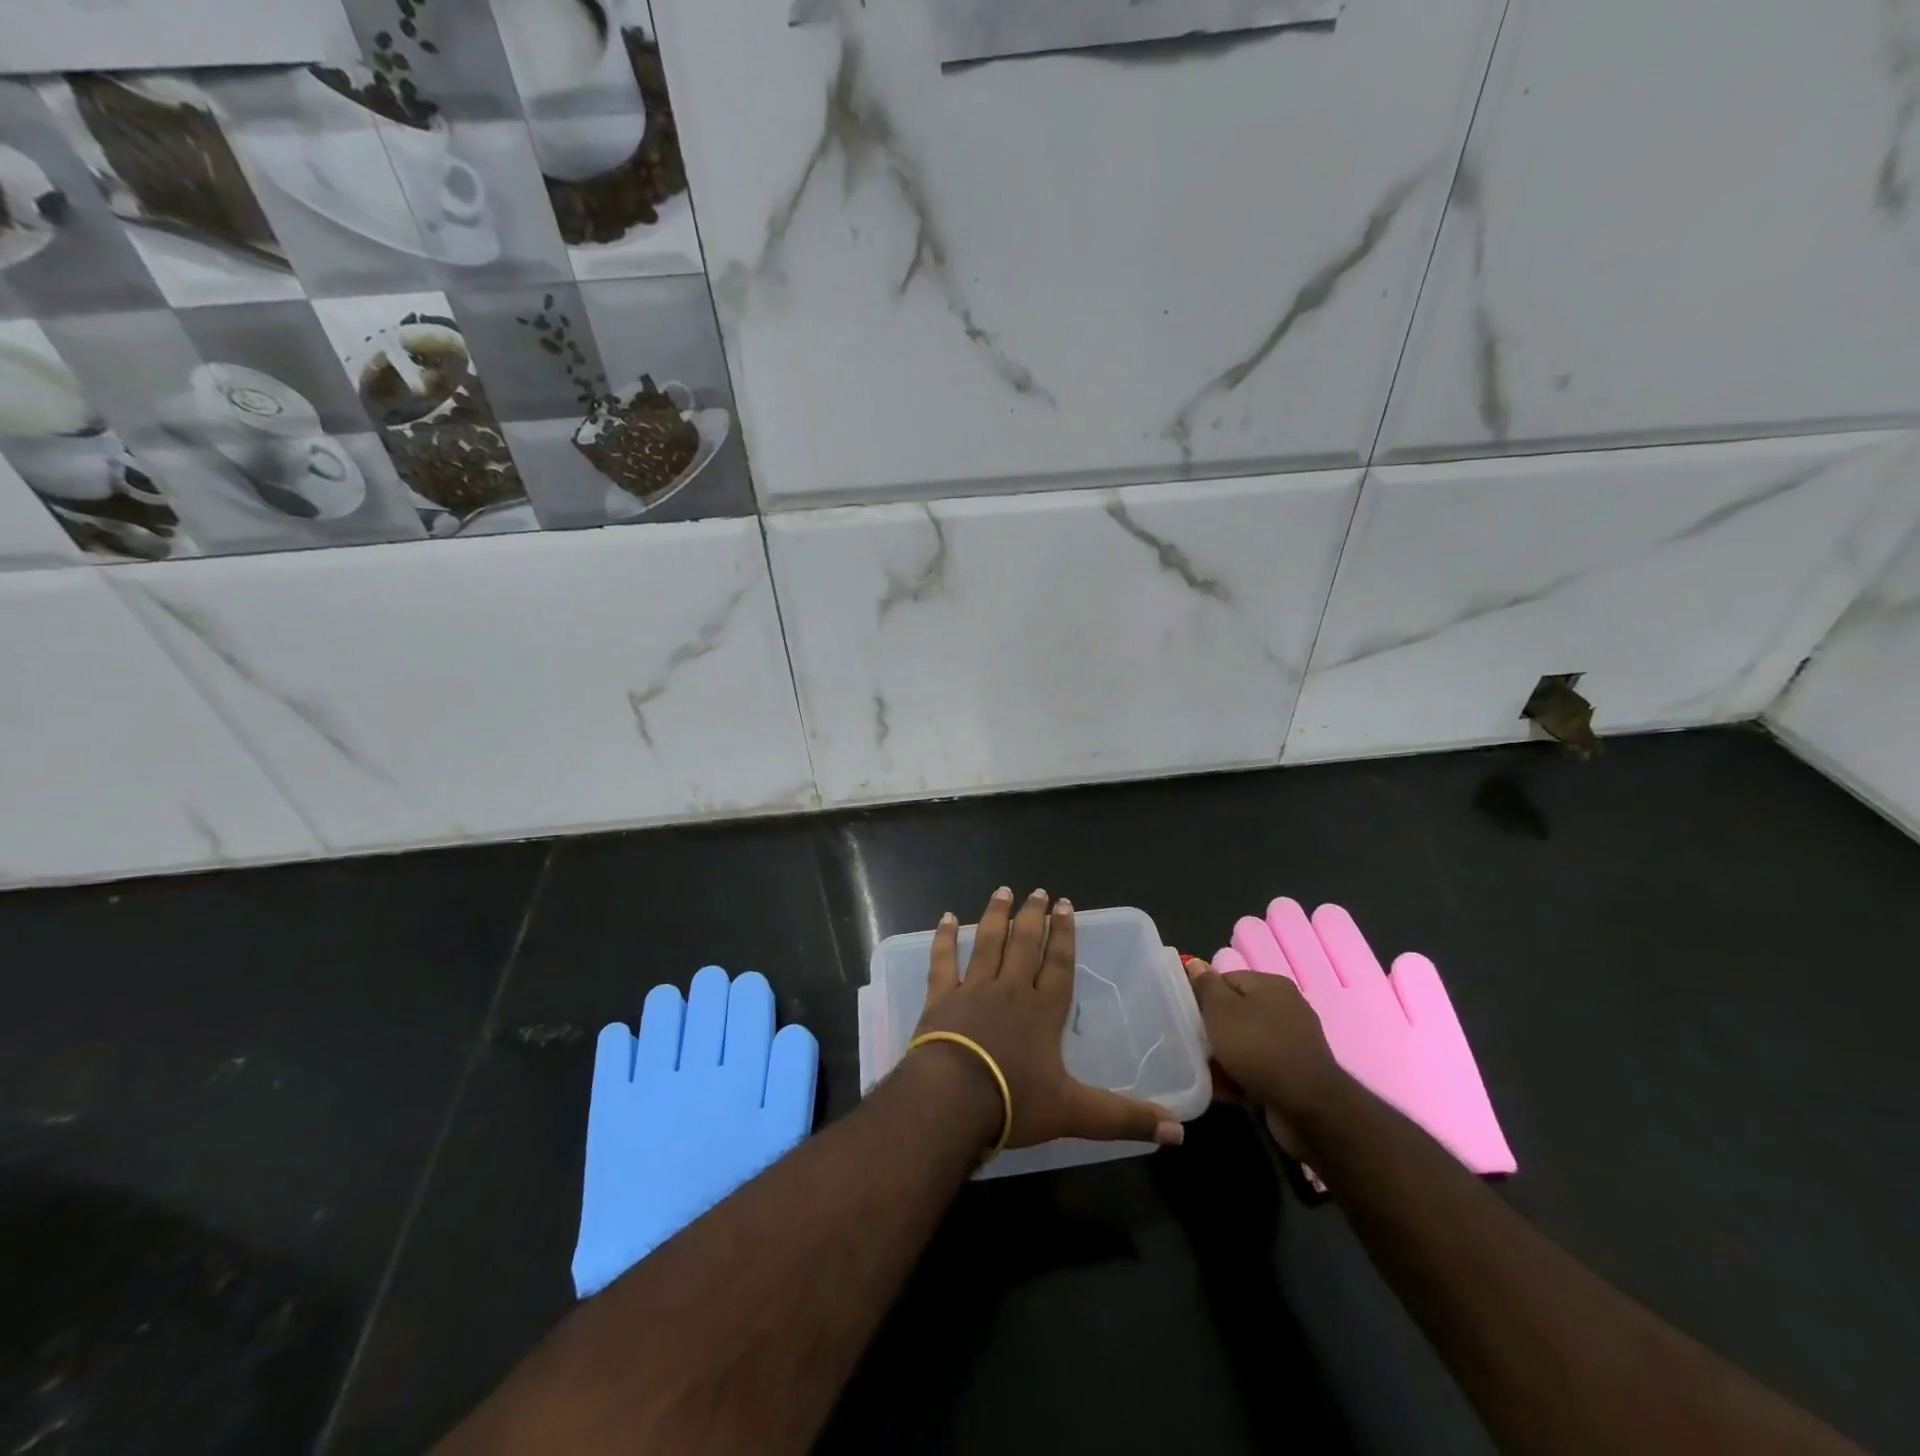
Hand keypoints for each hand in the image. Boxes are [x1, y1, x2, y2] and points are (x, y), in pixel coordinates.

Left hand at [577, 968, 816, 1296]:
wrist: (664, 1265)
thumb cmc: (737, 1197)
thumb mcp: (787, 1140)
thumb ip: (793, 1078)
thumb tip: (788, 1029)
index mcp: (744, 1073)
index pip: (749, 1003)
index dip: (749, 991)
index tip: (748, 990)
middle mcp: (697, 1068)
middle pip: (707, 1001)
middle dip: (712, 989)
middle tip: (713, 987)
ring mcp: (649, 1085)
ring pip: (662, 1015)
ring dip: (669, 1006)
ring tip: (672, 1008)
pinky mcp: (610, 1109)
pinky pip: (614, 1052)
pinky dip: (622, 1040)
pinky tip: (629, 1040)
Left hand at [910, 887, 1184, 1152]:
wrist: (952, 1100)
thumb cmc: (1014, 1102)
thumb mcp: (1076, 1114)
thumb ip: (1124, 1118)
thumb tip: (1179, 1133)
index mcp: (1043, 1010)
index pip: (1059, 963)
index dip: (1064, 934)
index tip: (1065, 905)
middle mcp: (1010, 990)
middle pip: (1025, 944)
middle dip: (1033, 916)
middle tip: (1037, 891)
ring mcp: (973, 989)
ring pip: (988, 943)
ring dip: (996, 916)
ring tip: (1003, 891)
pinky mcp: (941, 998)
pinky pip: (943, 960)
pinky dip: (945, 937)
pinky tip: (947, 917)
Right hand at [1182, 954, 1346, 1158]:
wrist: (1308, 1108)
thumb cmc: (1259, 1049)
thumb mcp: (1221, 1011)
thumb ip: (1206, 986)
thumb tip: (1195, 963)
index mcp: (1272, 985)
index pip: (1226, 979)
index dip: (1204, 995)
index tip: (1188, 1016)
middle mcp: (1286, 1008)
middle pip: (1236, 1011)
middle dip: (1213, 1028)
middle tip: (1192, 1042)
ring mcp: (1293, 1042)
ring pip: (1245, 1042)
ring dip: (1224, 1055)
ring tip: (1203, 1070)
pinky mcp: (1294, 1073)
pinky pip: (1258, 1067)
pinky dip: (1240, 1075)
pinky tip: (1222, 1089)